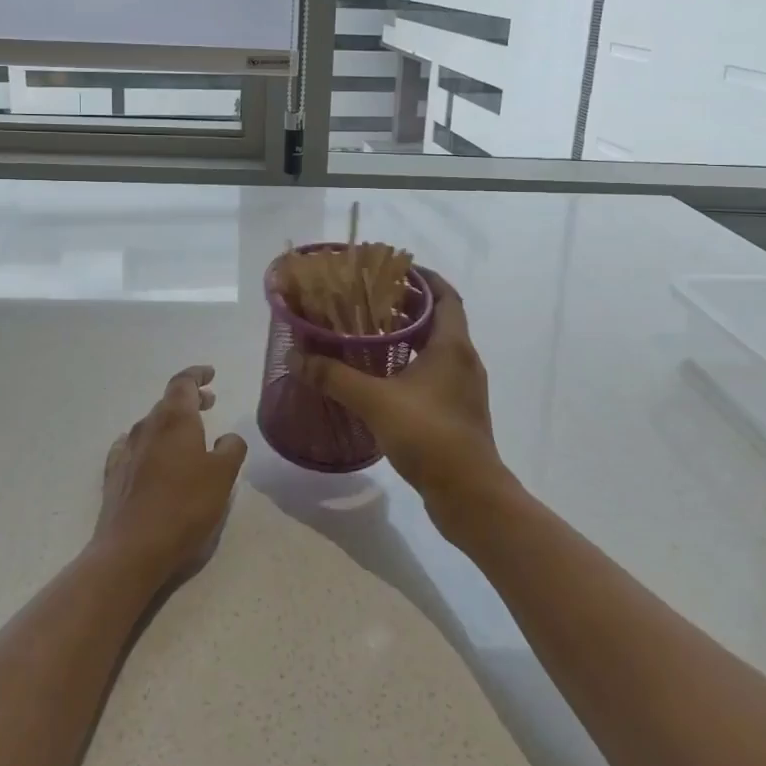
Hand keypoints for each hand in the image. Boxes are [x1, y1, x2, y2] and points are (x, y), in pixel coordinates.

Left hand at [92, 365, 247, 585]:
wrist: (132, 549)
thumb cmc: (184, 506)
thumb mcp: (223, 476)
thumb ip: (231, 449)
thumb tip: (228, 437)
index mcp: (175, 419)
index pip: (183, 382)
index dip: (197, 375)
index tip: (211, 374)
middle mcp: (147, 427)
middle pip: (168, 402)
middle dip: (189, 400)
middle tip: (209, 403)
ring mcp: (126, 451)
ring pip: (151, 426)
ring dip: (170, 424)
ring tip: (187, 435)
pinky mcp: (114, 476)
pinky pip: (131, 447)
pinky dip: (147, 444)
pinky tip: (147, 453)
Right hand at [290, 272, 514, 537]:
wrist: (469, 495)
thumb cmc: (429, 435)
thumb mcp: (375, 401)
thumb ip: (335, 377)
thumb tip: (296, 357)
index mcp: (452, 345)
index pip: (446, 295)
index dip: (424, 278)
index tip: (395, 270)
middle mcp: (464, 360)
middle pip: (440, 319)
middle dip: (408, 307)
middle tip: (370, 301)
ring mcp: (463, 388)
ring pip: (437, 349)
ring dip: (410, 338)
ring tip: (371, 335)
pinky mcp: (458, 411)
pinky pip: (435, 374)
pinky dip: (412, 365)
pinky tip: (383, 378)